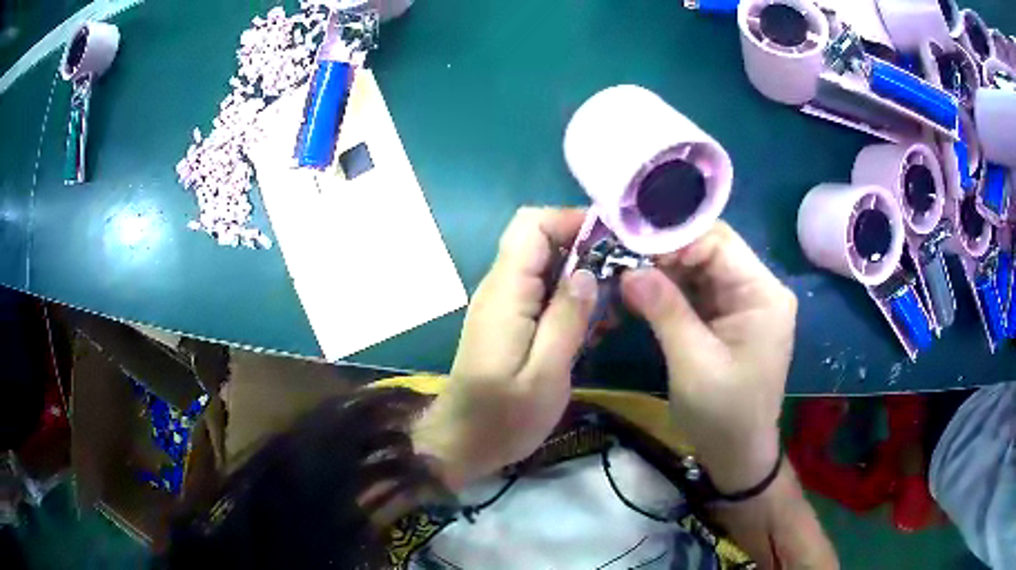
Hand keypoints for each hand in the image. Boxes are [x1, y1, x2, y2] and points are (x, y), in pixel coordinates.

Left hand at [414, 208, 598, 489]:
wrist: (460, 444)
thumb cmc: (503, 418)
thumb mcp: (546, 375)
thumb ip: (567, 319)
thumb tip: (588, 272)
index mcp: (506, 293)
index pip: (532, 225)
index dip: (571, 220)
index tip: (615, 240)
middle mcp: (499, 288)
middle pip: (539, 241)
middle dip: (584, 248)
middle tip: (622, 277)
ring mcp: (501, 305)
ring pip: (543, 266)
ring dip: (580, 276)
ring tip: (614, 307)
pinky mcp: (506, 323)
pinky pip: (539, 293)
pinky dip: (569, 298)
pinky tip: (592, 327)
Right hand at [620, 222, 796, 492]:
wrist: (737, 455)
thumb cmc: (723, 414)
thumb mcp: (693, 363)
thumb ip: (665, 310)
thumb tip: (629, 269)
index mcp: (763, 294)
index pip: (719, 242)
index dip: (674, 239)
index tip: (631, 249)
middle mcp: (757, 289)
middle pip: (709, 251)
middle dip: (665, 254)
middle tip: (621, 261)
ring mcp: (743, 303)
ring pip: (699, 269)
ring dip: (663, 272)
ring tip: (625, 276)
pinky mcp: (728, 318)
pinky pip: (696, 291)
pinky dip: (669, 292)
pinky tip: (641, 294)